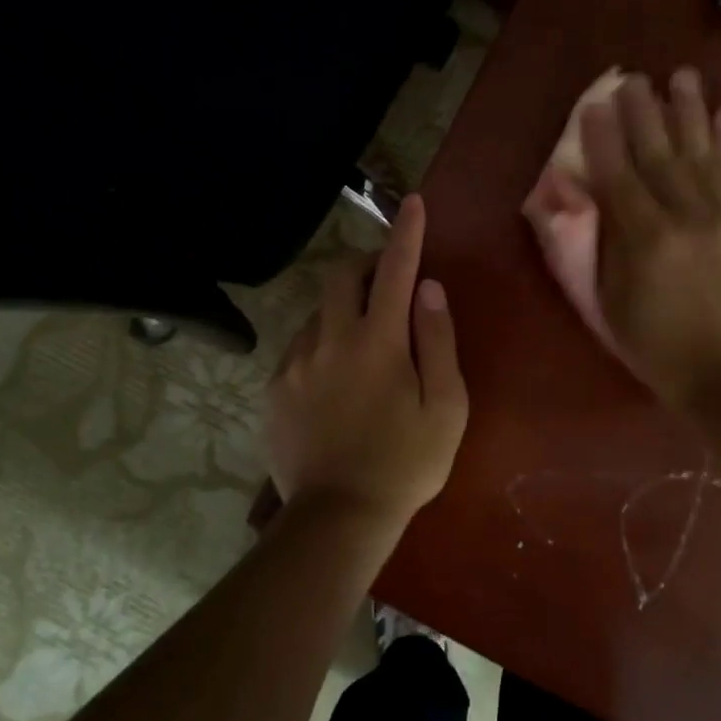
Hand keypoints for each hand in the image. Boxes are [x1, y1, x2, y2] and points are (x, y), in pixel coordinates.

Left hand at [267, 194, 468, 528]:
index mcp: (378, 342)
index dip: (407, 233)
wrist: (337, 517)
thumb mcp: (446, 407)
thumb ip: (438, 341)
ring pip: (318, 311)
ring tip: (363, 347)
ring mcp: (296, 362)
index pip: (395, 270)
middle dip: (366, 266)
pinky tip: (333, 380)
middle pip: (341, 276)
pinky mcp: (274, 387)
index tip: (413, 204)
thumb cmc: (405, 464)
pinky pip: (299, 346)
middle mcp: (330, 339)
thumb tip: (429, 289)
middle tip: (387, 285)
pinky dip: (321, 344)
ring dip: (343, 311)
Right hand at [579, 68, 720, 413]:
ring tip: (680, 75)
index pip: (618, 177)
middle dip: (643, 113)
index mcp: (643, 242)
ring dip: (689, 112)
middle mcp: (683, 219)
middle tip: (632, 77)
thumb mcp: (609, 309)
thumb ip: (593, 253)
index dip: (603, 139)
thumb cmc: (659, 351)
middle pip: (659, 156)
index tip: (594, 105)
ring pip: (701, 155)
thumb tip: (578, 205)